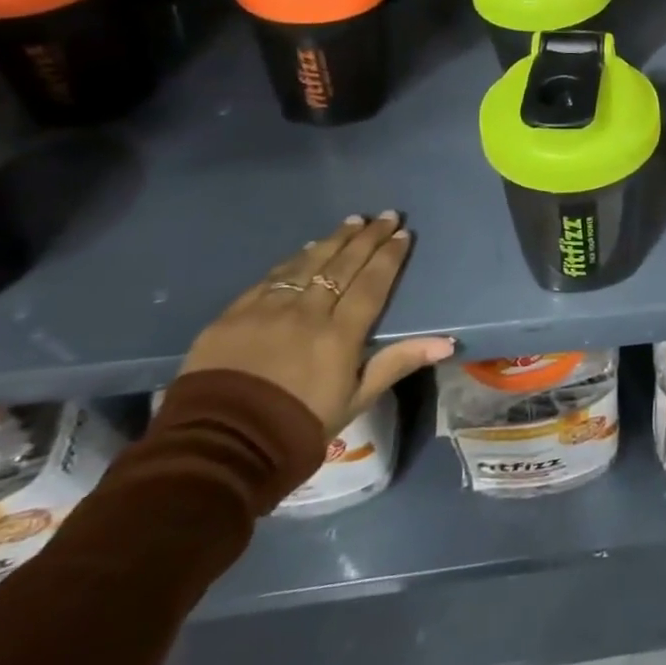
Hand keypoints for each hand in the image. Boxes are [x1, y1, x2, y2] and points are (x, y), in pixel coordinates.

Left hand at [180, 212, 452, 433]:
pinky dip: (294, 259)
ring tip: (352, 221)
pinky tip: (306, 248)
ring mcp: (267, 310)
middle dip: (368, 237)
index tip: (403, 234)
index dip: (389, 257)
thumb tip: (447, 343)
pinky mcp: (234, 315)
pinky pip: (272, 277)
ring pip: (308, 263)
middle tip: (385, 215)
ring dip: (334, 240)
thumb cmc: (297, 428)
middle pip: (343, 265)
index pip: (372, 284)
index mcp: (339, 335)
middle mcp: (307, 312)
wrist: (218, 449)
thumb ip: (397, 363)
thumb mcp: (354, 400)